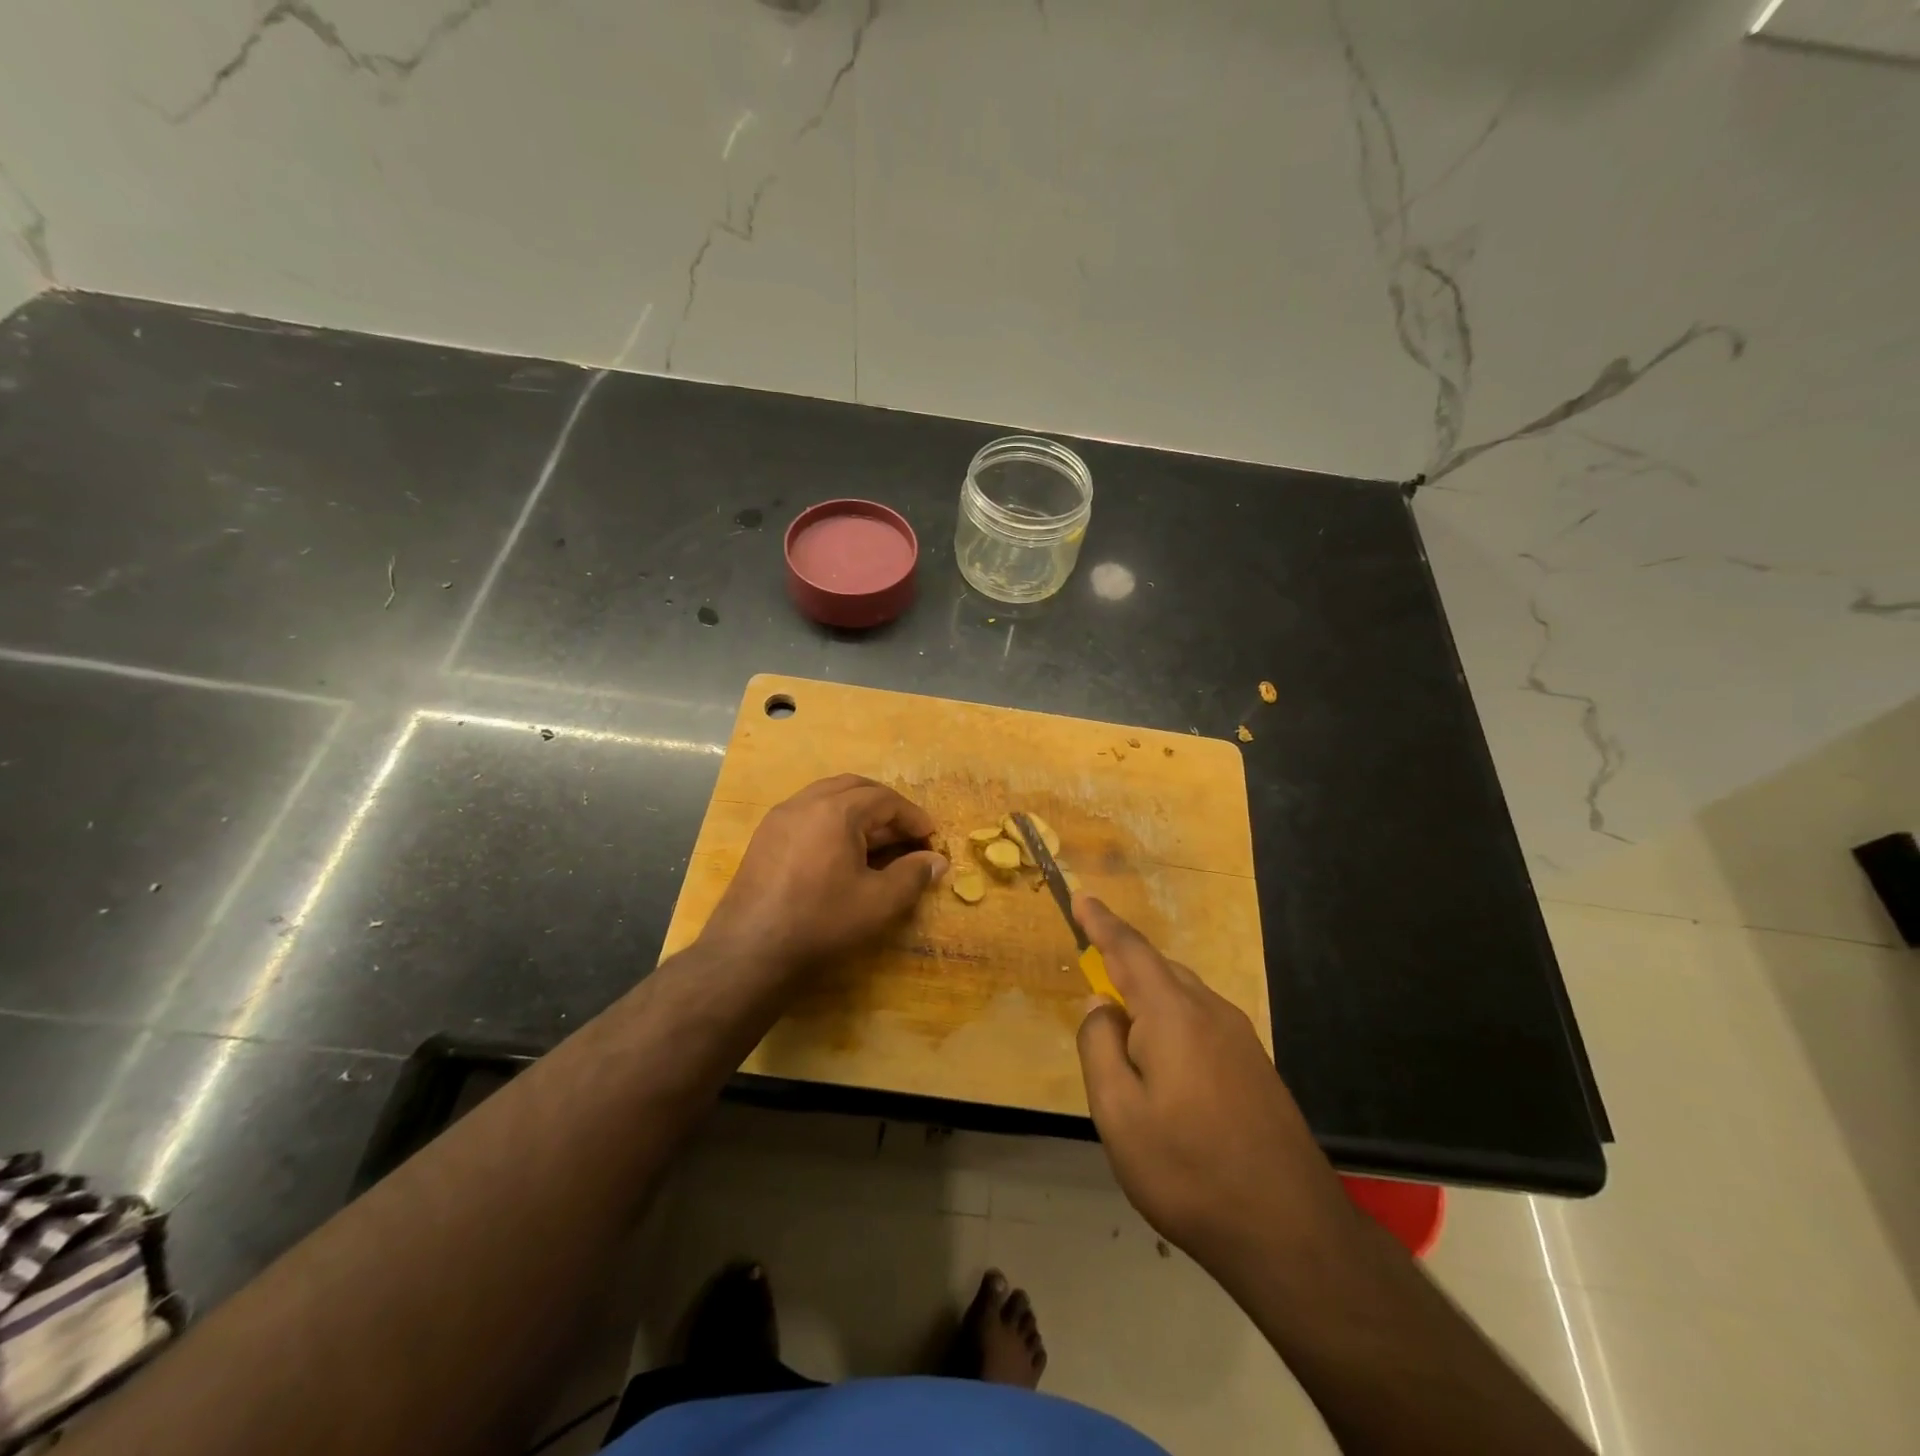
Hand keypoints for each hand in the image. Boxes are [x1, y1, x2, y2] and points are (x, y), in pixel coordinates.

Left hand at [704, 775, 948, 978]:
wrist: (750, 951)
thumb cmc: (821, 921)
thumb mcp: (879, 902)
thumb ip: (913, 876)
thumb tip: (938, 862)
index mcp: (835, 810)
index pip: (884, 799)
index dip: (913, 816)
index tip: (931, 837)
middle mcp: (805, 802)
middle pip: (854, 787)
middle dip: (885, 805)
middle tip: (906, 831)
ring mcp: (779, 818)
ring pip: (827, 796)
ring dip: (857, 810)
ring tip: (877, 839)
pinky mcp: (764, 838)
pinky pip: (806, 813)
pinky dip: (832, 820)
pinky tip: (841, 851)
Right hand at [1073, 896, 1357, 1273]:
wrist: (1291, 1233)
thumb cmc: (1188, 1170)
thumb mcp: (1117, 1114)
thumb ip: (1099, 1047)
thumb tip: (1101, 1006)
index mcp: (1173, 1013)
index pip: (1130, 950)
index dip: (1102, 923)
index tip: (1082, 897)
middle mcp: (1210, 1012)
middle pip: (1158, 971)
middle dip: (1123, 968)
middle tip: (1095, 992)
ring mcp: (1240, 1038)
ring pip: (1182, 998)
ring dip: (1148, 1003)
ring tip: (1126, 1041)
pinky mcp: (1255, 1066)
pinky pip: (1201, 1023)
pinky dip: (1172, 1026)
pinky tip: (1166, 1070)